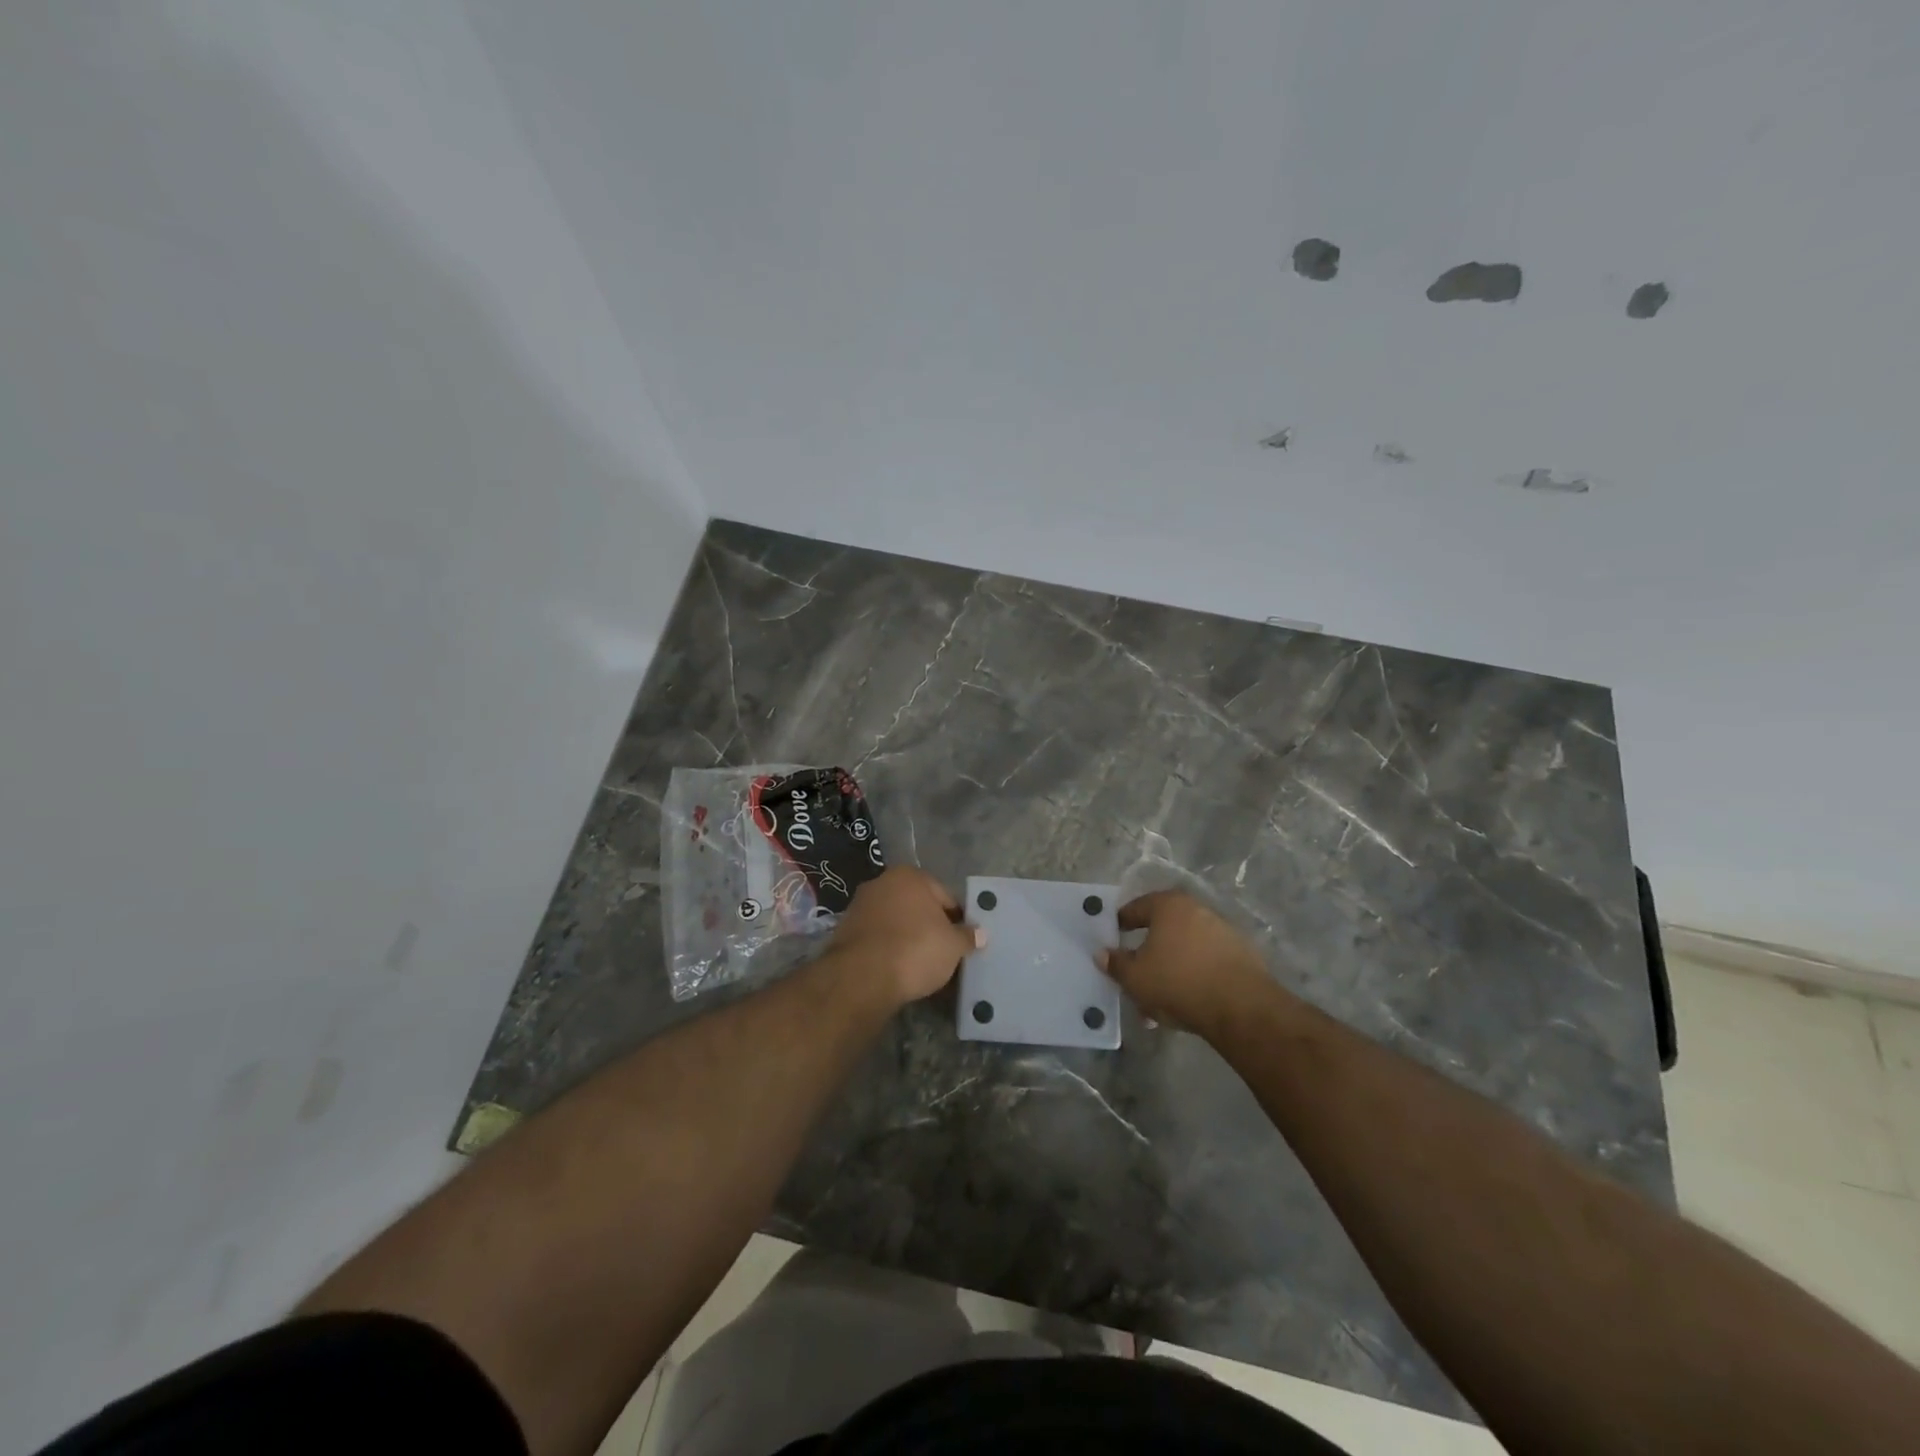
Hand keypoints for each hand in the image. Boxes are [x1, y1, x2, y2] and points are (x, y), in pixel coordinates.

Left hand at [826, 867, 983, 1009]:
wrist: (862, 976)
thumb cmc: (915, 949)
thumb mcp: (953, 946)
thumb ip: (967, 936)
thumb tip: (980, 933)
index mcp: (910, 876)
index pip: (944, 896)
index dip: (957, 920)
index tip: (962, 941)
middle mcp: (882, 882)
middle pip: (917, 906)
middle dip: (929, 926)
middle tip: (942, 953)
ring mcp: (860, 905)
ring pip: (895, 921)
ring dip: (907, 937)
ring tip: (919, 965)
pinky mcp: (844, 930)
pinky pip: (877, 937)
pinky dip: (887, 949)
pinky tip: (896, 968)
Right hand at [1100, 891, 1271, 1038]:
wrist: (1241, 1007)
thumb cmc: (1178, 982)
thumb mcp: (1135, 977)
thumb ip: (1115, 964)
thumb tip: (1102, 953)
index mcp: (1168, 905)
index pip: (1135, 908)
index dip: (1120, 924)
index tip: (1112, 941)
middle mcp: (1196, 909)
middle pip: (1162, 929)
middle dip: (1147, 954)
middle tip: (1135, 976)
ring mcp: (1222, 931)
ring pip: (1184, 949)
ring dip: (1170, 969)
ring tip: (1159, 1001)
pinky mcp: (1242, 955)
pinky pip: (1206, 962)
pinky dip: (1193, 977)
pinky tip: (1187, 1002)